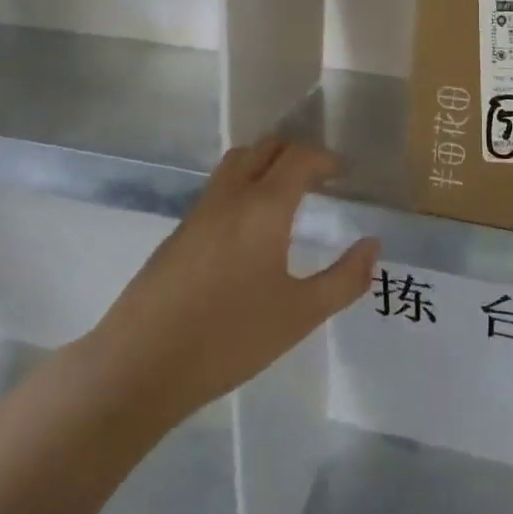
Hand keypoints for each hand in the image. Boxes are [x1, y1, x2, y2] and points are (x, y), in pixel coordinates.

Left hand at [90, 141, 377, 423]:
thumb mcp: (300, 315)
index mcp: (264, 207)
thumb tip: (372, 246)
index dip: (325, 159)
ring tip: (286, 196)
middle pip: (264, 148)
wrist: (140, 365)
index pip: (299, 158)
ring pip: (236, 164)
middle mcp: (230, 197)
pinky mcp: (178, 233)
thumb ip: (344, 279)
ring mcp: (198, 212)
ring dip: (265, 164)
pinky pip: (217, 189)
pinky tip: (250, 230)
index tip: (344, 174)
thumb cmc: (229, 338)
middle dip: (296, 153)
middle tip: (319, 179)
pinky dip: (242, 186)